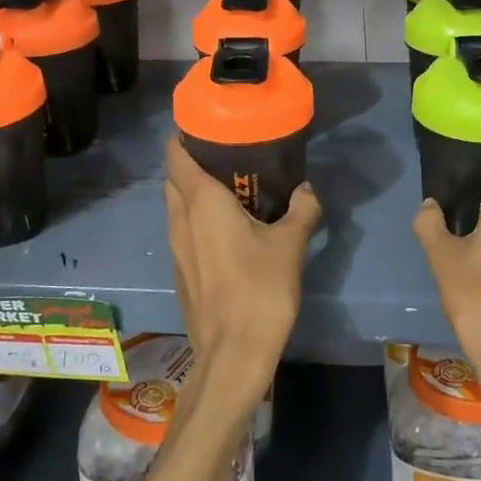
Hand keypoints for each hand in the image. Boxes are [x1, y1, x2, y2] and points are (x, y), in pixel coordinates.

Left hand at [164, 138, 320, 401]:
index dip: (184, 135)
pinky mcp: (181, 270)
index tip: (207, 125)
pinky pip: (183, 230)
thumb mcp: (291, 245)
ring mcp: (176, 247)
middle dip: (192, 161)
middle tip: (227, 154)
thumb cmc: (260, 290)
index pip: (176, 155)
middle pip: (174, 178)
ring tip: (231, 187)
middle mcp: (180, 219)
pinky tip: (227, 227)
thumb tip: (306, 189)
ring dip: (194, 191)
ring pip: (176, 205)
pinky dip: (197, 218)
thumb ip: (301, 210)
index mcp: (201, 202)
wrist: (233, 354)